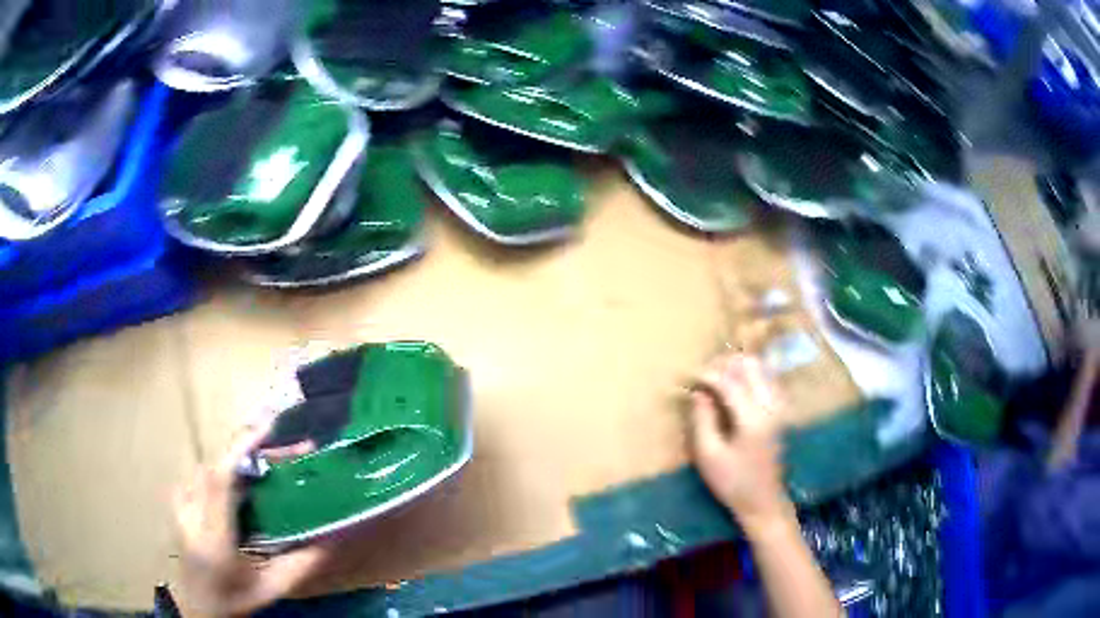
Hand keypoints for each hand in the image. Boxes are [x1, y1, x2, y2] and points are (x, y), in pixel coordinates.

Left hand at [172, 423, 321, 617]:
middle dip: (253, 450)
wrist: (198, 605)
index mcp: (214, 537)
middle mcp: (192, 514)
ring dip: (242, 458)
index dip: (241, 448)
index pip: (221, 479)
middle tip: (289, 448)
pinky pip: (204, 475)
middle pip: (219, 465)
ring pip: (212, 467)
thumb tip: (331, 540)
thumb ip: (300, 565)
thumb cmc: (236, 599)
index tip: (268, 428)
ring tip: (274, 459)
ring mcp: (181, 505)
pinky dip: (227, 469)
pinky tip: (245, 477)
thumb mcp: (271, 588)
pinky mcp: (180, 502)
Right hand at [689, 354, 795, 534]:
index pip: (729, 382)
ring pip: (761, 368)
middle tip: (705, 375)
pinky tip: (736, 387)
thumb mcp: (708, 455)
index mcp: (752, 418)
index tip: (689, 376)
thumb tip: (699, 392)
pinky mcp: (782, 410)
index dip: (707, 375)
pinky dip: (750, 375)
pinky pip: (768, 378)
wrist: (763, 501)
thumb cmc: (732, 482)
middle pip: (750, 365)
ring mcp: (780, 406)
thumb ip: (702, 419)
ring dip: (738, 367)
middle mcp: (771, 406)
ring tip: (717, 379)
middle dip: (725, 364)